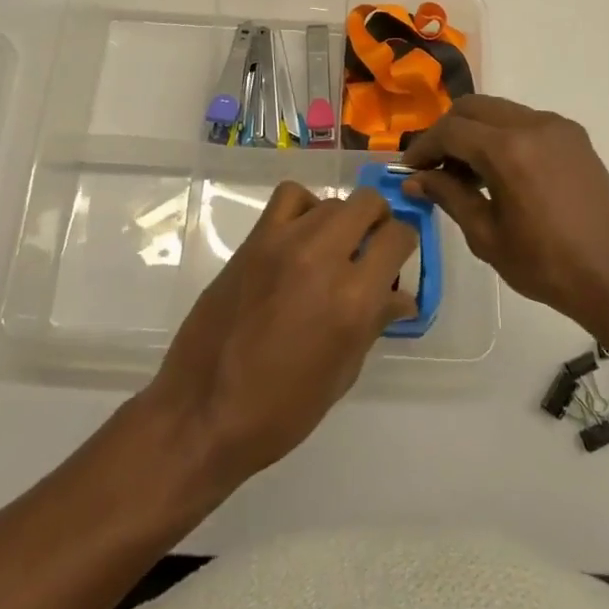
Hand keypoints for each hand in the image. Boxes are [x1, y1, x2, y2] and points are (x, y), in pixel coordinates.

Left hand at [143, 182, 415, 488]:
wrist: (203, 410)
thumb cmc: (282, 409)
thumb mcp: (343, 373)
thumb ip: (374, 323)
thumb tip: (400, 297)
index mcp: (354, 298)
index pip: (398, 237)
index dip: (404, 245)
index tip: (396, 261)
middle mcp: (324, 257)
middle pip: (368, 204)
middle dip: (378, 223)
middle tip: (369, 251)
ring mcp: (285, 242)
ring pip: (332, 201)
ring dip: (342, 220)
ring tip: (332, 249)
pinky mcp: (254, 240)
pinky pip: (290, 197)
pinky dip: (304, 208)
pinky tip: (299, 236)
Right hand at [403, 95, 608, 332]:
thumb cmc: (547, 265)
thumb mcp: (487, 236)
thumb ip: (449, 196)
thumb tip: (414, 180)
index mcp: (509, 149)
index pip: (451, 130)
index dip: (423, 147)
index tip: (409, 170)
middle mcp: (533, 124)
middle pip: (473, 108)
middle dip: (447, 132)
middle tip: (434, 167)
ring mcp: (558, 127)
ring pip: (500, 111)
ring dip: (475, 132)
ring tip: (466, 173)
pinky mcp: (575, 137)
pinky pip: (526, 122)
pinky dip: (503, 136)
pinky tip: (500, 172)